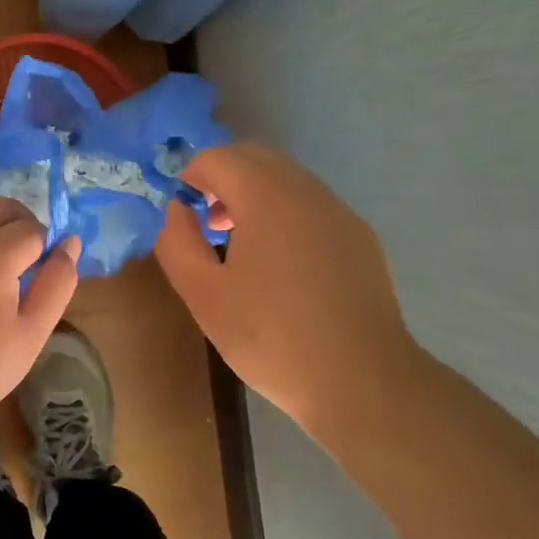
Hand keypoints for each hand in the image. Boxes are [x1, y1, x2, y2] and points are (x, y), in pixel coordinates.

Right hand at [154, 142, 416, 432]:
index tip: (182, 212)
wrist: (362, 382)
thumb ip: (177, 242)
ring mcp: (339, 212)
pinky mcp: (360, 237)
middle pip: (255, 156)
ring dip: (254, 193)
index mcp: (267, 197)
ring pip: (287, 177)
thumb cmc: (272, 337)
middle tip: (206, 222)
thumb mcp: (204, 295)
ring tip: (240, 244)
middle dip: (222, 177)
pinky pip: (312, 204)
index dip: (190, 176)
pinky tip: (281, 264)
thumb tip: (176, 210)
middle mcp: (307, 191)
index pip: (218, 157)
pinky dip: (285, 211)